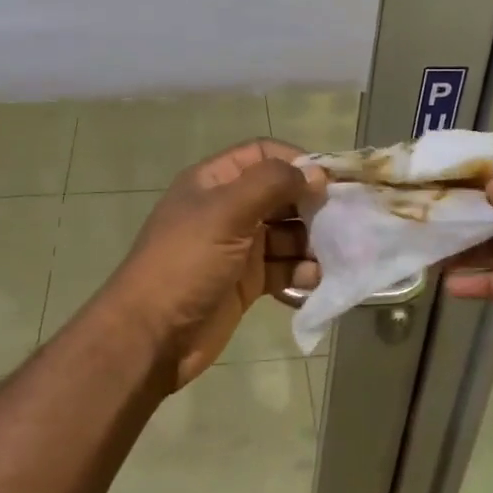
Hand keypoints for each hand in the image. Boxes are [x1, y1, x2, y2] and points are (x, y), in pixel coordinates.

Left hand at [94, 139, 327, 389]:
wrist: (150, 337)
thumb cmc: (185, 264)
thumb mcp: (226, 213)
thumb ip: (271, 184)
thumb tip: (315, 173)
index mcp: (214, 182)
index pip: (262, 155)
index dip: (296, 162)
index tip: (329, 180)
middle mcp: (227, 209)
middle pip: (279, 194)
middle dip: (310, 205)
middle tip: (341, 219)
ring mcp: (237, 247)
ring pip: (286, 233)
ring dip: (310, 242)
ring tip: (331, 254)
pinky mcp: (246, 282)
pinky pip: (282, 268)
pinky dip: (300, 271)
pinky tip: (312, 280)